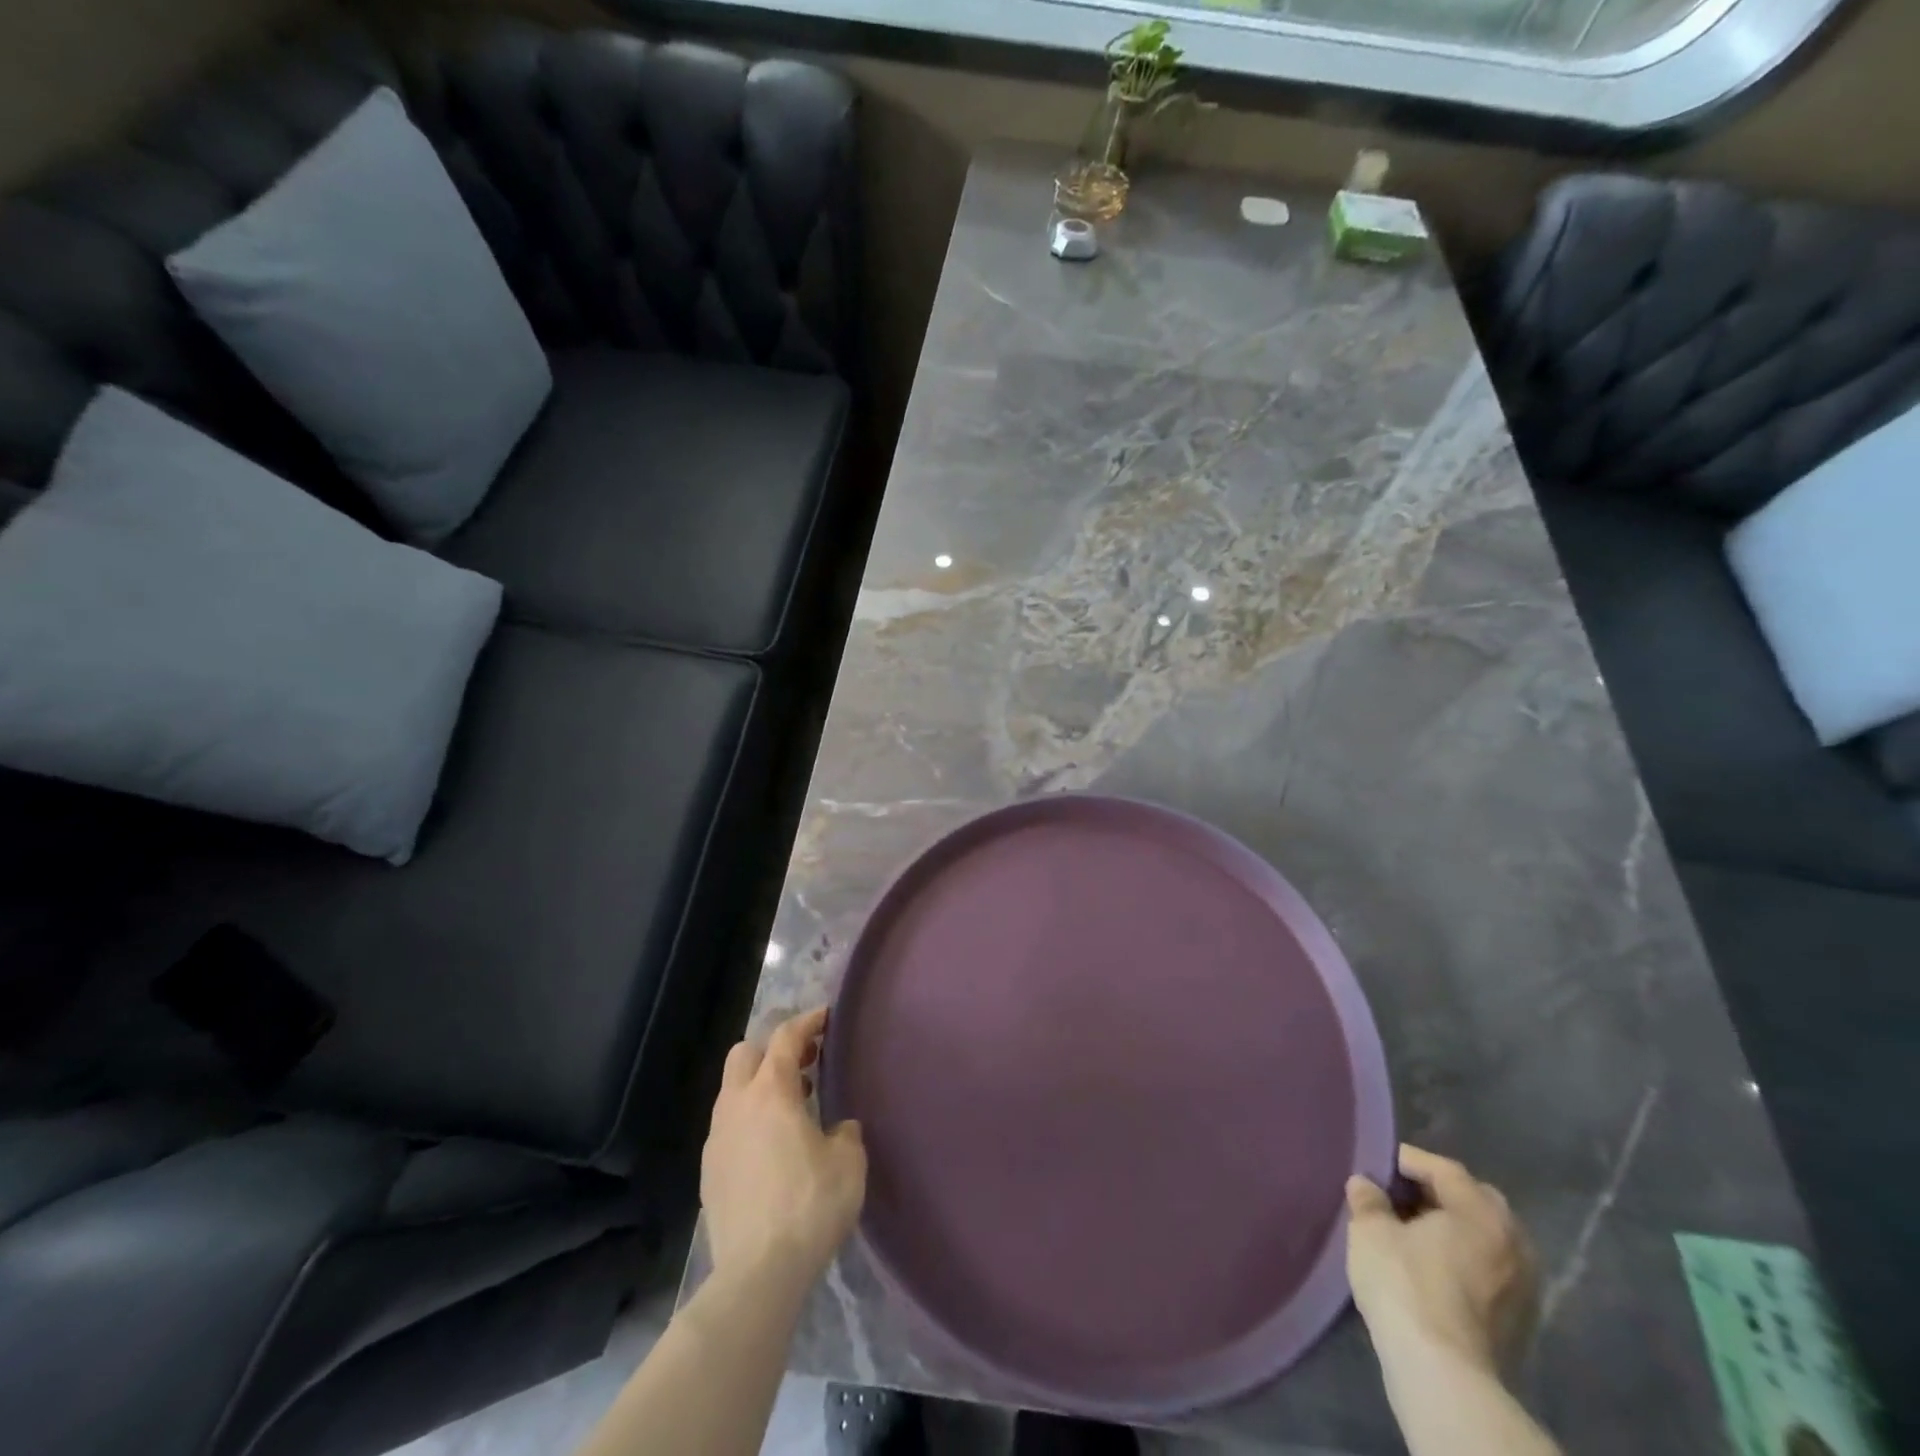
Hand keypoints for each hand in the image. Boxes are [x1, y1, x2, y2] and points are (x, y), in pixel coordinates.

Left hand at [701, 1007, 866, 1293]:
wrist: (757, 1274)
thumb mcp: (848, 1163)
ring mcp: (717, 1138)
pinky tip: (771, 1147)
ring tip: (792, 1106)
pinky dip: (749, 1120)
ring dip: (759, 1085)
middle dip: (773, 1049)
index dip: (808, 1021)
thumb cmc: (810, 1206)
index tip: (826, 1017)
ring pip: (732, 1091)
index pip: (786, 1037)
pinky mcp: (709, 1171)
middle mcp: (737, 1105)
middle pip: (745, 1053)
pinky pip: (729, 1126)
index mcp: (772, 1092)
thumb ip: (845, 1133)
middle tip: (804, 1063)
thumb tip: (838, 1129)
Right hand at [1346, 1145, 1537, 1376]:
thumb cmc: (1405, 1285)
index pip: (1444, 1169)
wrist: (1443, 1375)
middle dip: (1437, 1194)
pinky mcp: (1521, 1322)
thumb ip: (1368, 1199)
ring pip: (1485, 1238)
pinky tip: (1433, 1268)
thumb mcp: (1370, 1230)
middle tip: (1399, 1196)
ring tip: (1414, 1233)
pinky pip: (1490, 1269)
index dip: (1407, 1161)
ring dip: (1453, 1229)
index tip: (1377, 1164)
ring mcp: (1524, 1286)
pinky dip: (1464, 1259)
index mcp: (1482, 1212)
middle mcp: (1514, 1242)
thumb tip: (1366, 1185)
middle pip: (1474, 1200)